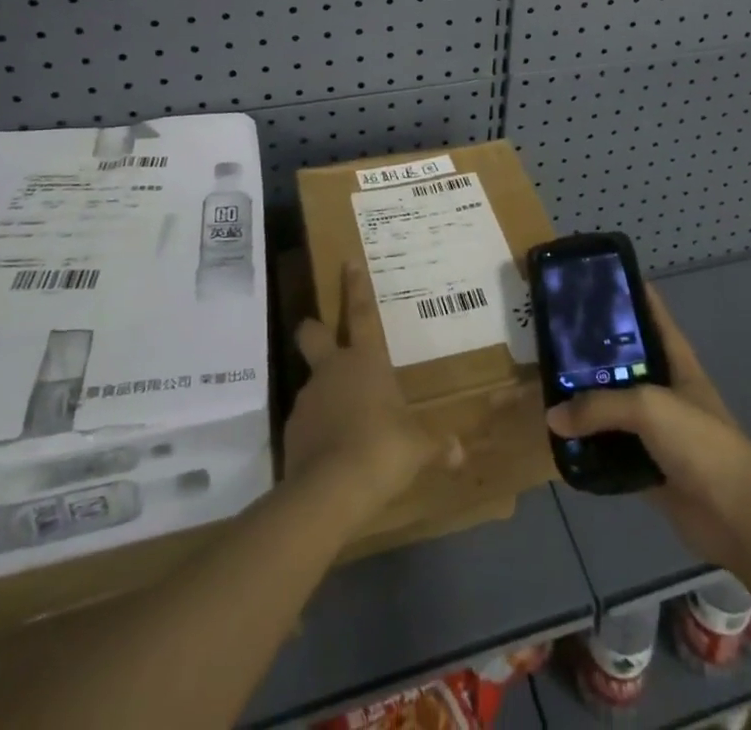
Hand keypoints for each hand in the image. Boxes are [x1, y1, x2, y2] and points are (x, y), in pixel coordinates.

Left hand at [284, 262, 456, 519]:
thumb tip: (460, 453)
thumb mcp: (417, 447)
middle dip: (314, 329)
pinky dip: (316, 430)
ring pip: (312, 383)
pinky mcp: (291, 432)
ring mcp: (307, 399)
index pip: (362, 313)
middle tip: (319, 334)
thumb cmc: (383, 449)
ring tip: (343, 422)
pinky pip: (306, 422)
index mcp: (366, 361)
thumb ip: (436, 446)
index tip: (348, 261)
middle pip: (313, 334)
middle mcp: (332, 370)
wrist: (330, 490)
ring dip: (324, 393)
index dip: (356, 286)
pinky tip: (330, 453)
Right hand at [545, 284, 750, 570]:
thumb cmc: (700, 441)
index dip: (621, 289)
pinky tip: (559, 435)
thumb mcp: (648, 407)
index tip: (583, 278)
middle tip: (548, 333)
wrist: (737, 515)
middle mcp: (662, 384)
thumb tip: (553, 416)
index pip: (647, 309)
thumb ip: (599, 406)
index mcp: (673, 356)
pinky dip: (588, 443)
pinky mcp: (645, 463)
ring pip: (611, 402)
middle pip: (622, 357)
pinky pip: (609, 446)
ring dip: (585, 398)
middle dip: (590, 346)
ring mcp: (654, 426)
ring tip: (544, 381)